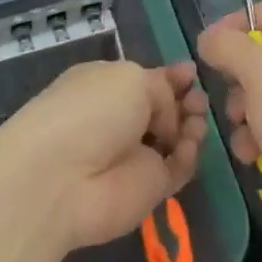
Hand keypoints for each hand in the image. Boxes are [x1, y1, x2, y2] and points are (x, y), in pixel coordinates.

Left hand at [0, 61, 206, 252]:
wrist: (63, 178)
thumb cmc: (91, 111)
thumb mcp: (130, 78)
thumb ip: (161, 89)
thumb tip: (167, 118)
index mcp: (106, 85)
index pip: (145, 79)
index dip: (170, 76)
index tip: (192, 72)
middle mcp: (119, 119)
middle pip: (164, 109)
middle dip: (185, 100)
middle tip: (199, 98)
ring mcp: (134, 156)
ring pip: (175, 139)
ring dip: (191, 126)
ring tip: (199, 118)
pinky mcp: (148, 188)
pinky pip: (177, 169)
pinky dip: (188, 156)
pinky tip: (188, 144)